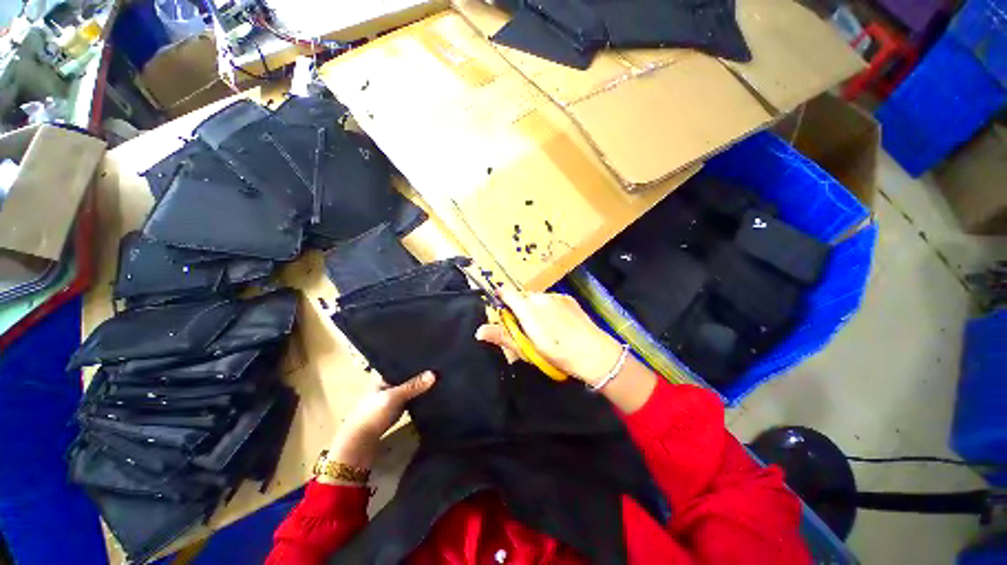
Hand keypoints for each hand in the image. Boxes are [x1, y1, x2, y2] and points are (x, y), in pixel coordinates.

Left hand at [323, 371, 435, 477]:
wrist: (358, 446)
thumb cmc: (373, 415)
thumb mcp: (394, 397)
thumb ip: (413, 385)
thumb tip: (434, 373)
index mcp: (381, 380)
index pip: (400, 367)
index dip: (414, 364)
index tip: (432, 360)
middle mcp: (384, 389)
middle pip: (405, 380)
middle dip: (418, 377)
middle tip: (438, 372)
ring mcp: (388, 403)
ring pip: (407, 392)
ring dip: (418, 390)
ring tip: (437, 383)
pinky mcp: (392, 416)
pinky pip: (408, 404)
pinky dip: (416, 401)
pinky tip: (428, 399)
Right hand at [475, 291, 623, 386]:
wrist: (593, 353)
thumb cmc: (556, 354)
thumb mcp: (527, 349)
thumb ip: (503, 336)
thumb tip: (479, 331)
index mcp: (527, 309)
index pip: (506, 292)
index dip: (501, 298)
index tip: (502, 310)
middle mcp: (540, 297)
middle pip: (522, 297)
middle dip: (520, 308)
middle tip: (526, 328)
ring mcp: (555, 296)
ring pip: (537, 298)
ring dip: (535, 307)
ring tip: (545, 327)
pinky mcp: (568, 298)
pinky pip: (551, 299)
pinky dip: (549, 307)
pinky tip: (558, 322)